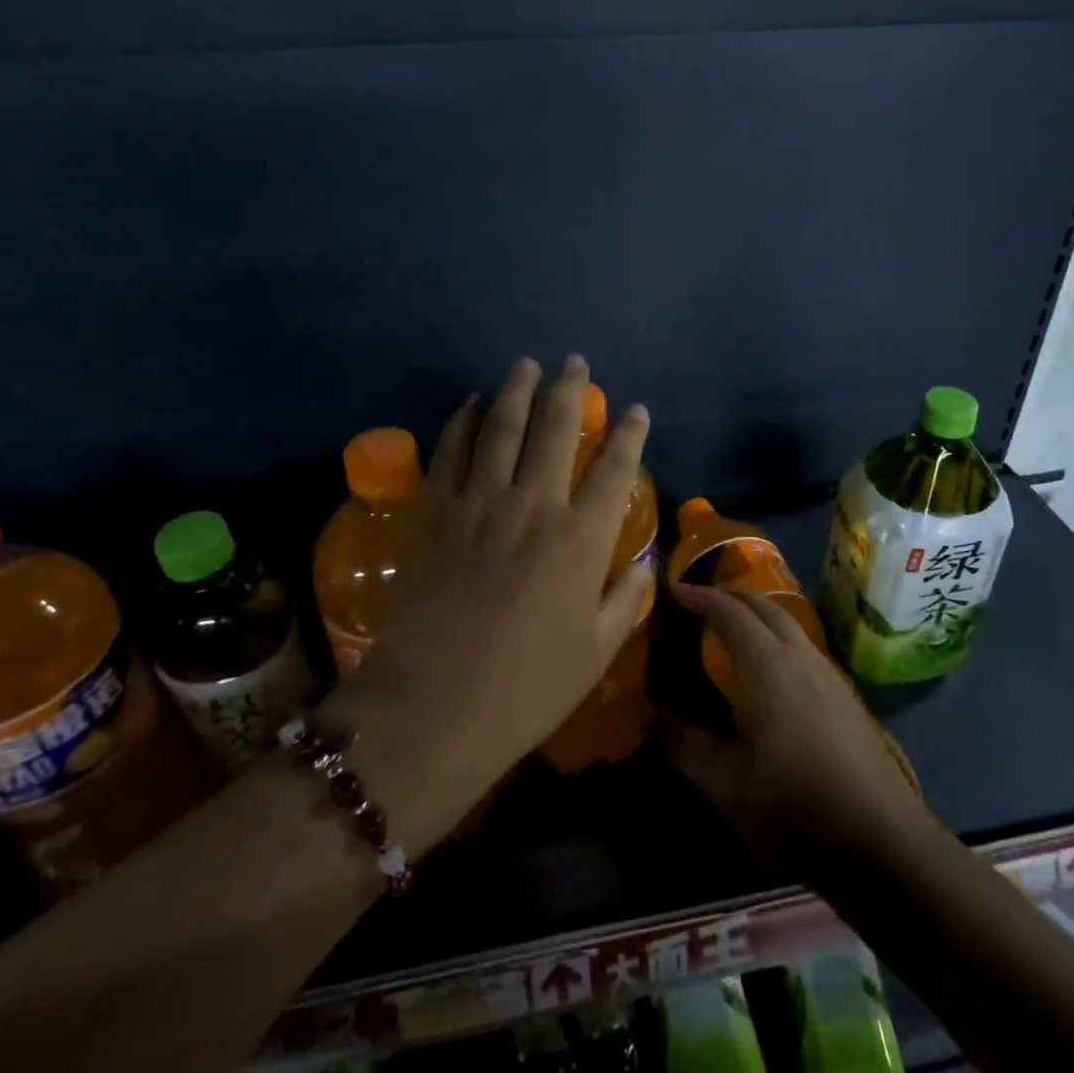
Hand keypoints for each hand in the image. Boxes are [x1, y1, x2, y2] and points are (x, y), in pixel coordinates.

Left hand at [332, 356, 652, 853]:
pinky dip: (464, 419)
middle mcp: (533, 505)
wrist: (431, 709)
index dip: (629, 434)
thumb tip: (642, 563)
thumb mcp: (594, 653)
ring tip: (527, 365)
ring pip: (502, 426)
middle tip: (575, 363)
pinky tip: (472, 403)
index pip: (614, 469)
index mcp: (580, 540)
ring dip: (517, 389)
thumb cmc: (524, 689)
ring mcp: (479, 502)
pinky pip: (452, 449)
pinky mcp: (435, 511)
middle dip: (571, 389)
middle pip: (556, 429)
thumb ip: (624, 600)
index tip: (635, 410)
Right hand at [665, 583, 924, 872]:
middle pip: (764, 604)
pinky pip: (803, 646)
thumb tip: (647, 716)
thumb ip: (682, 744)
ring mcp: (828, 673)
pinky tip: (771, 669)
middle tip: (701, 598)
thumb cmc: (794, 803)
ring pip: (789, 623)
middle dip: (730, 594)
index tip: (674, 590)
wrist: (882, 839)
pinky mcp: (845, 696)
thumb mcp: (724, 782)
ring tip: (732, 626)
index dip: (699, 596)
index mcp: (766, 663)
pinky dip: (778, 636)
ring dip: (758, 613)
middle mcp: (799, 655)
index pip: (728, 611)